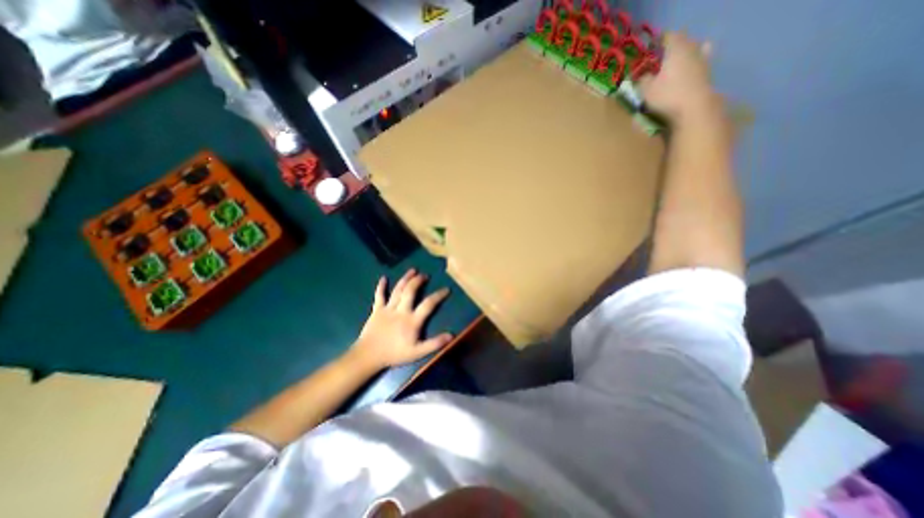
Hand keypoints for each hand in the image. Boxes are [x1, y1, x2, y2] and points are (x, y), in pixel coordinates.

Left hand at [349, 267, 454, 370]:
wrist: (368, 356)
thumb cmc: (394, 354)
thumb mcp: (417, 352)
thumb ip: (434, 343)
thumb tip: (451, 335)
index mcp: (412, 320)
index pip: (428, 304)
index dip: (438, 295)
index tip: (446, 289)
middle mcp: (401, 310)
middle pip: (411, 291)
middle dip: (418, 281)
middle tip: (424, 275)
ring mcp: (388, 309)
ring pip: (398, 290)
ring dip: (405, 279)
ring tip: (412, 271)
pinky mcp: (376, 310)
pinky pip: (379, 296)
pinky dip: (381, 286)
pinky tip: (383, 278)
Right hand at [645, 32, 721, 121]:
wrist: (693, 108)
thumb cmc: (666, 96)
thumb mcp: (646, 90)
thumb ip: (642, 80)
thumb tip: (640, 75)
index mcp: (676, 48)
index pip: (667, 36)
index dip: (657, 42)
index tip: (648, 52)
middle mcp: (691, 48)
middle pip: (682, 41)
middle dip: (670, 49)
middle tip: (658, 61)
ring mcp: (702, 59)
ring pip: (692, 50)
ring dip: (682, 56)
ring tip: (671, 67)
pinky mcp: (707, 72)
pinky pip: (699, 62)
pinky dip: (692, 65)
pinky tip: (686, 72)